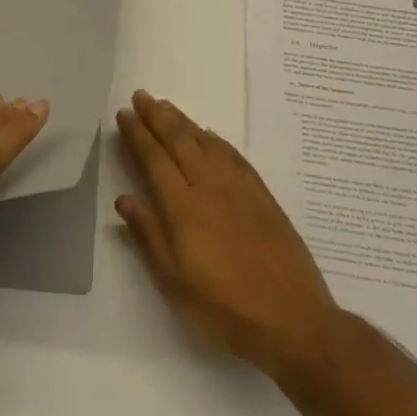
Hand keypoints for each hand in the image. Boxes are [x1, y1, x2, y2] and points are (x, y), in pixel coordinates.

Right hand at [115, 89, 339, 378]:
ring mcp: (239, 187)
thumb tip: (124, 198)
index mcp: (183, 207)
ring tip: (166, 106)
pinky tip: (209, 135)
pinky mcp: (262, 194)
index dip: (137, 134)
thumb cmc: (225, 309)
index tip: (124, 114)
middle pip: (179, 140)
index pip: (154, 159)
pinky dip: (215, 139)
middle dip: (157, 116)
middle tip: (141, 95)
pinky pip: (233, 154)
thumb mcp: (175, 283)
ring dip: (183, 121)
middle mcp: (209, 186)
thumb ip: (149, 235)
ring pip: (205, 141)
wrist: (292, 319)